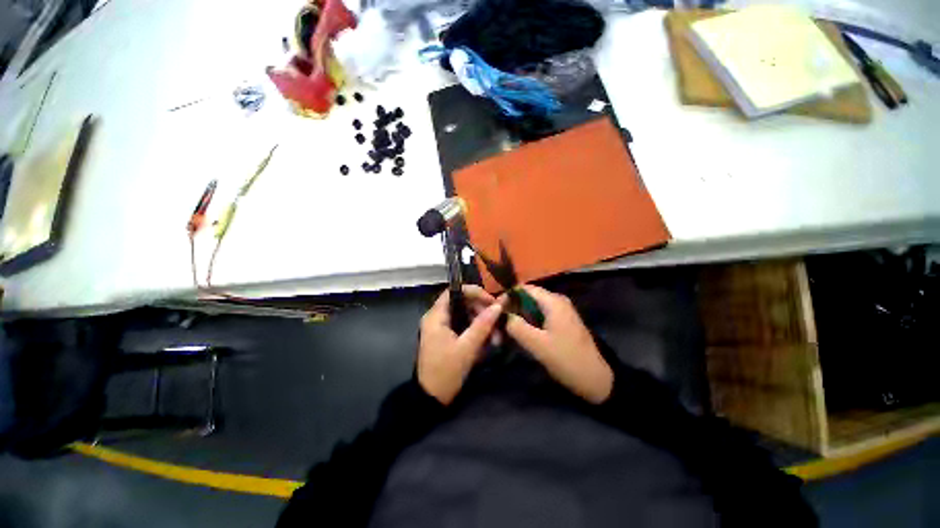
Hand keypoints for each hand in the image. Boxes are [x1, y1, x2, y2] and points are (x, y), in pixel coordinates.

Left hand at [418, 286, 502, 404]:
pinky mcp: (446, 337)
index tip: (491, 301)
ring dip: (481, 323)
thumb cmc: (446, 371)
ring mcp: (441, 328)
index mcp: (436, 316)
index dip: (474, 292)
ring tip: (496, 338)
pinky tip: (487, 341)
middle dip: (481, 311)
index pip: (455, 291)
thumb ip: (482, 325)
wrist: (430, 399)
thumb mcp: (467, 348)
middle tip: (497, 323)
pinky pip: (463, 326)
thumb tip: (498, 305)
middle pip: (462, 303)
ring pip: (465, 315)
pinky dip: (476, 331)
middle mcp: (437, 318)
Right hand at [505, 285, 613, 403]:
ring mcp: (560, 312)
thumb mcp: (538, 345)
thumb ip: (517, 327)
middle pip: (527, 297)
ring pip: (532, 308)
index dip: (507, 296)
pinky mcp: (562, 323)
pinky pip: (539, 316)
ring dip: (519, 318)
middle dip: (512, 309)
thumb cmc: (568, 360)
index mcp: (553, 301)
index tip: (495, 311)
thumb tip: (501, 315)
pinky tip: (521, 336)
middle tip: (498, 326)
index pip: (524, 288)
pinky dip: (528, 323)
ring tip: (506, 332)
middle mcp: (557, 301)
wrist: (597, 380)